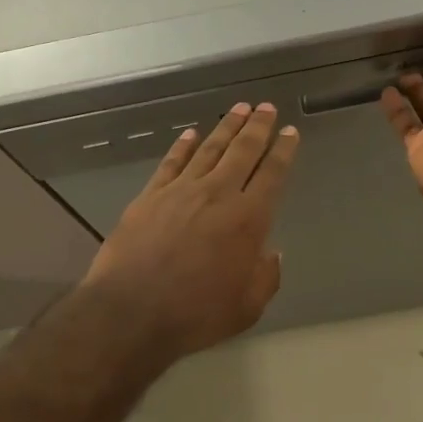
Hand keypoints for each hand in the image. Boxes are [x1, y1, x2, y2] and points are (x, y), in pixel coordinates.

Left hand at [82, 103, 299, 359]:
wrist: (131, 311)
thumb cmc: (196, 314)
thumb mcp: (247, 307)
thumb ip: (265, 277)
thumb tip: (271, 253)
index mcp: (248, 219)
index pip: (272, 174)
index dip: (284, 150)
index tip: (290, 132)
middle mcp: (217, 194)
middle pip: (243, 151)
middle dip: (258, 126)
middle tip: (266, 107)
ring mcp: (180, 191)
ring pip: (209, 149)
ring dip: (226, 127)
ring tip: (238, 108)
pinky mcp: (150, 196)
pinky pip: (171, 163)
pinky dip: (182, 146)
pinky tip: (189, 134)